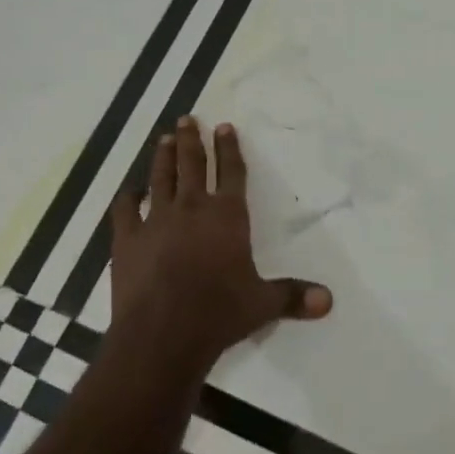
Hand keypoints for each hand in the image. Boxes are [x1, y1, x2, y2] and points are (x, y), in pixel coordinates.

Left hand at [107, 116, 331, 378]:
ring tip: (165, 139)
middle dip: (192, 141)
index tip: (224, 126)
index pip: (232, 173)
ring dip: (164, 157)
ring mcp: (155, 221)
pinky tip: (130, 190)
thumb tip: (330, 301)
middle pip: (193, 165)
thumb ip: (294, 296)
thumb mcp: (263, 304)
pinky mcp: (127, 239)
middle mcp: (192, 208)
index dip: (230, 149)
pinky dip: (127, 196)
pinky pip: (125, 209)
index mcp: (227, 216)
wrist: (162, 334)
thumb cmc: (219, 314)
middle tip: (188, 119)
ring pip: (161, 178)